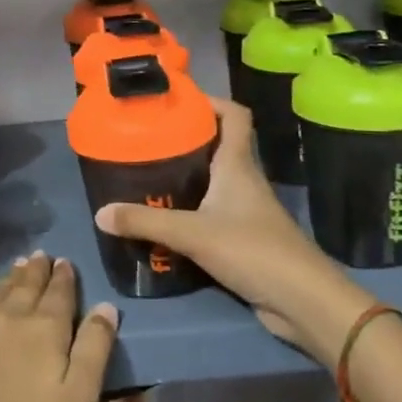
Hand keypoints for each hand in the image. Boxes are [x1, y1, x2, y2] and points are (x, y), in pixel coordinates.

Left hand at [0, 253, 119, 401]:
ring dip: (8, 276)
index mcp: (46, 328)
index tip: (64, 261)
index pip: (59, 293)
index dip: (64, 277)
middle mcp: (10, 314)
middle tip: (40, 255)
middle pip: (26, 285)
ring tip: (15, 265)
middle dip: (36, 270)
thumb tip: (106, 306)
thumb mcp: (78, 397)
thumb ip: (94, 349)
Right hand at [94, 98, 371, 360]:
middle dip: (185, 138)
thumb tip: (100, 213)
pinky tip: (163, 218)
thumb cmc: (253, 251)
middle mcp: (243, 180)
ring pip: (213, 180)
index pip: (235, 115)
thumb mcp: (193, 233)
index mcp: (238, 165)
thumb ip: (145, 222)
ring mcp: (245, 210)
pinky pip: (211, 212)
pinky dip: (189, 209)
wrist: (302, 301)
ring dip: (185, 175)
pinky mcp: (242, 238)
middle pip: (218, 145)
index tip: (175, 100)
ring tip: (146, 174)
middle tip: (146, 139)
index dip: (210, 100)